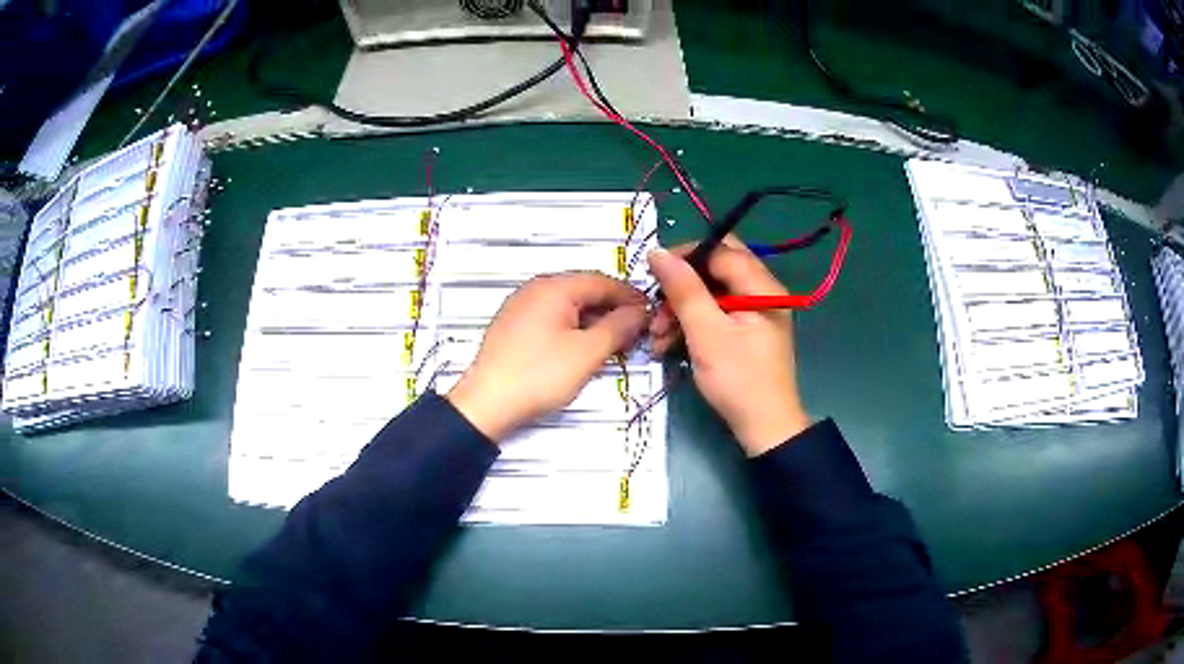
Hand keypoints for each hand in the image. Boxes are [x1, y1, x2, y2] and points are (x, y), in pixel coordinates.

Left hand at [447, 272, 646, 441]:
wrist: (487, 404)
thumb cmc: (540, 375)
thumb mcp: (587, 353)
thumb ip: (618, 327)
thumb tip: (639, 312)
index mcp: (554, 287)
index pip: (602, 281)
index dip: (630, 297)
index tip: (651, 316)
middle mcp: (536, 289)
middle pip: (584, 292)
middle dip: (613, 311)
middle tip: (635, 335)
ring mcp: (521, 307)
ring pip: (568, 307)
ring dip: (594, 322)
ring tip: (613, 345)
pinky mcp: (513, 327)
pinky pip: (552, 319)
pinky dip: (573, 329)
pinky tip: (583, 349)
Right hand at [648, 238, 809, 455]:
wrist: (764, 429)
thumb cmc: (739, 380)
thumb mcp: (707, 334)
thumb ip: (684, 290)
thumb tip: (658, 252)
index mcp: (762, 287)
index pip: (721, 251)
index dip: (685, 255)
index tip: (653, 272)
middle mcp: (762, 292)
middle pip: (715, 270)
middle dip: (681, 285)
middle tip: (655, 304)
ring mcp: (754, 313)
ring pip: (711, 293)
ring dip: (681, 309)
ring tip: (656, 335)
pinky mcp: (745, 331)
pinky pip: (715, 314)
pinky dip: (692, 324)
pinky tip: (668, 343)